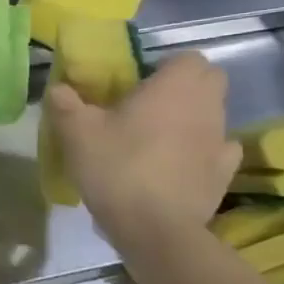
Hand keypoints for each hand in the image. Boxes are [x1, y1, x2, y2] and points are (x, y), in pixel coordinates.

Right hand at [46, 51, 241, 244]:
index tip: (138, 82)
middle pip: (209, 82)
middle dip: (184, 87)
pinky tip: (177, 163)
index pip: (188, 58)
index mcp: (173, 88)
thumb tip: (58, 88)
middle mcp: (206, 107)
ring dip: (191, 118)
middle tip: (147, 105)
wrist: (154, 226)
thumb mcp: (75, 132)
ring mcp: (221, 140)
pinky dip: (202, 150)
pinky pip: (218, 149)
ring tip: (156, 138)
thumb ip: (65, 103)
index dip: (165, 66)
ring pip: (213, 114)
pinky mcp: (224, 172)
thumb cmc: (116, 166)